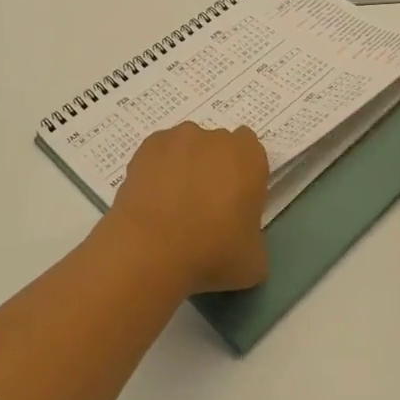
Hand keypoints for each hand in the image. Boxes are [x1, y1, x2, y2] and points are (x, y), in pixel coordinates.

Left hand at [108, 122, 269, 294]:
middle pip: (218, 147)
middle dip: (214, 168)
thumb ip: (254, 238)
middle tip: (205, 206)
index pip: (251, 152)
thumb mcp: (254, 261)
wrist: (151, 250)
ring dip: (184, 166)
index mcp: (249, 156)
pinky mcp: (146, 147)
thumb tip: (241, 240)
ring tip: (172, 205)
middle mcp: (216, 138)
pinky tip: (152, 200)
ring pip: (187, 147)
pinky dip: (157, 170)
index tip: (236, 201)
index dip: (243, 175)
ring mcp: (178, 138)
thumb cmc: (212, 253)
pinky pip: (158, 155)